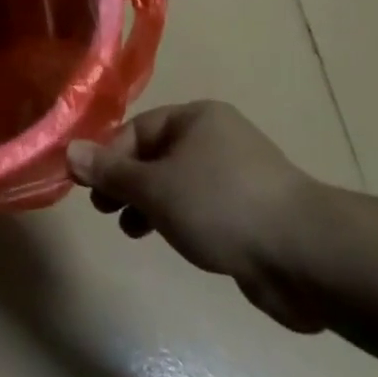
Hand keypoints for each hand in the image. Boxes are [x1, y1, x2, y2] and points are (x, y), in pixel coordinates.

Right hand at [67, 102, 325, 332]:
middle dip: (127, 182)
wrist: (308, 258)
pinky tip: (173, 241)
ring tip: (132, 230)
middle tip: (105, 210)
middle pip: (156, 155)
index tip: (88, 188)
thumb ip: (110, 172)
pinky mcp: (254, 214)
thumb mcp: (155, 188)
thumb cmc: (221, 206)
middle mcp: (217, 139)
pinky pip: (203, 208)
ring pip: (178, 184)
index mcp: (196, 118)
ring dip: (150, 204)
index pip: (136, 130)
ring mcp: (238, 177)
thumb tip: (69, 152)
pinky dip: (180, 220)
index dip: (108, 157)